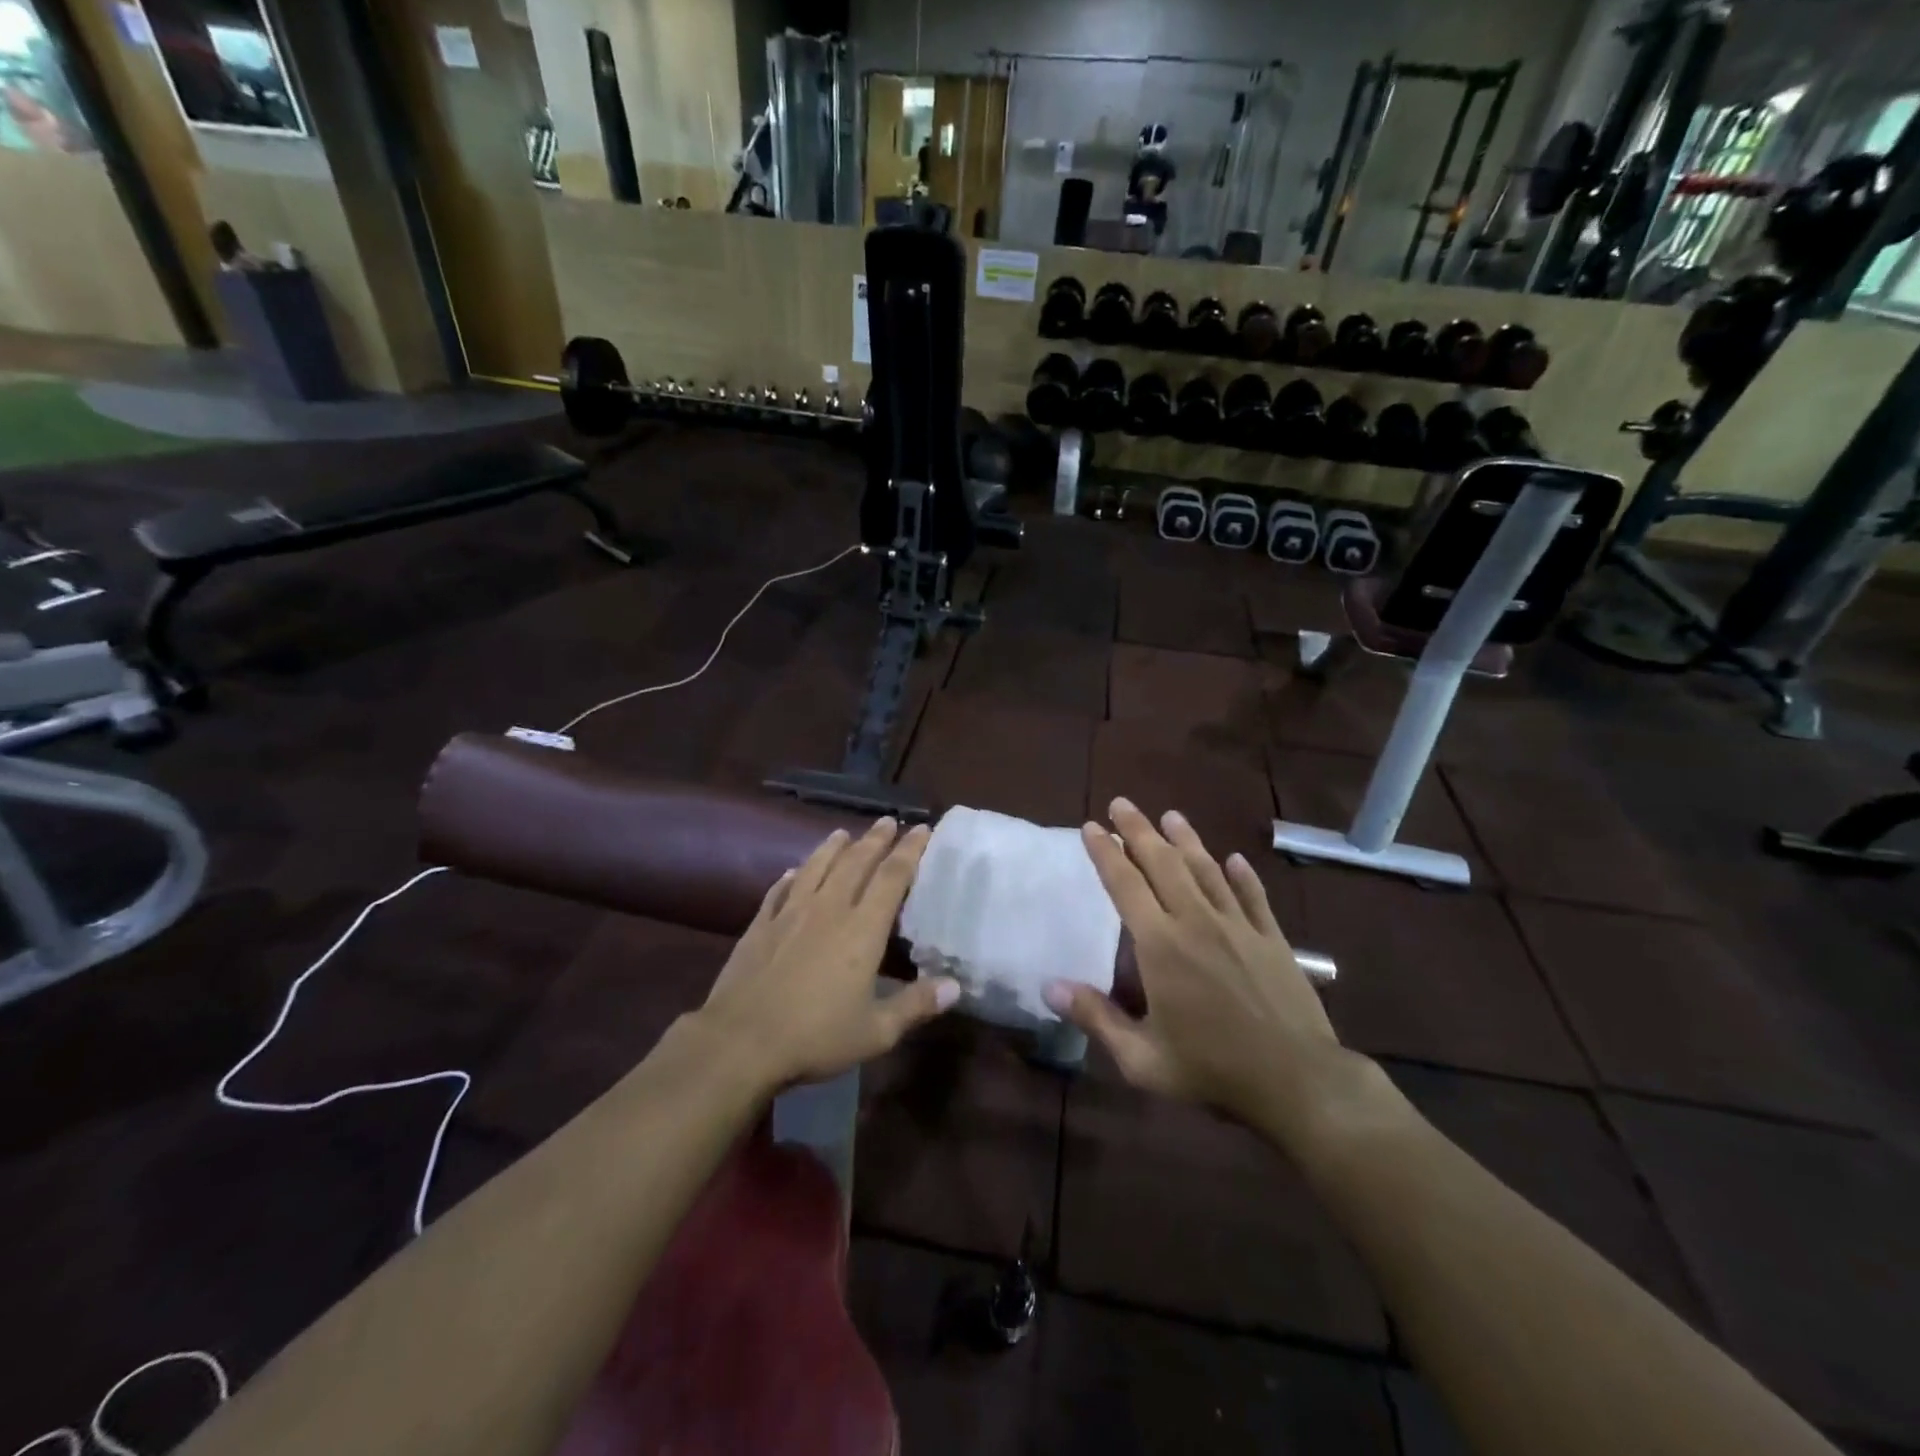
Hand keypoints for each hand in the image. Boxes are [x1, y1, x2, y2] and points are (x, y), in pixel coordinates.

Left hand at [698, 818, 958, 1089]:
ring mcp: (790, 914)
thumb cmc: (815, 1037)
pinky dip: (791, 877)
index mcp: (862, 930)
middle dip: (874, 839)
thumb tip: (955, 986)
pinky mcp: (760, 926)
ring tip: (842, 832)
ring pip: (816, 868)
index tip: (921, 829)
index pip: (892, 878)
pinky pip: (779, 891)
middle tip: (887, 821)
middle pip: (855, 863)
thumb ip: (915, 1005)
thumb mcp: (876, 1032)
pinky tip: (793, 872)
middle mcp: (828, 910)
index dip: (909, 851)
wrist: (741, 1041)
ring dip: (832, 848)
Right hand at [1045, 798, 1364, 1145]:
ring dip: (1187, 840)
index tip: (1091, 827)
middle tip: (1123, 803)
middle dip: (1139, 831)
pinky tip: (1235, 859)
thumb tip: (1048, 986)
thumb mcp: (1142, 1058)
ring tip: (1171, 816)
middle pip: (1163, 864)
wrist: (1297, 1082)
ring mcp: (1238, 927)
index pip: (1125, 885)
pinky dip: (1242, 875)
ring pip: (1207, 871)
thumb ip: (1096, 1018)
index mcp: (1160, 945)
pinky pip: (1253, 897)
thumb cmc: (1211, 1071)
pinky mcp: (1273, 939)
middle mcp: (1196, 922)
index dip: (1105, 853)